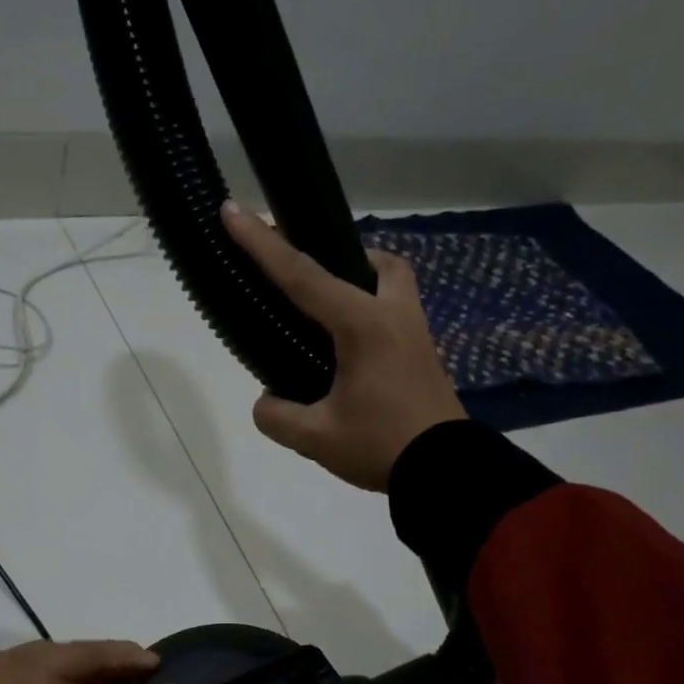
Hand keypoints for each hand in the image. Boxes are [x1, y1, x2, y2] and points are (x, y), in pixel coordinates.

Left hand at [0, 641, 174, 683]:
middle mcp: (33, 675)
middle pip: (88, 658)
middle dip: (121, 657)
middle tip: (149, 656)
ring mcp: (3, 664)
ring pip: (58, 649)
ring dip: (85, 652)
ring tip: (100, 656)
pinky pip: (31, 655)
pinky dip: (52, 658)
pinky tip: (44, 668)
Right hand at [224, 201, 464, 490]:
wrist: (449, 473)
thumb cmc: (381, 446)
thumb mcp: (316, 438)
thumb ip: (277, 415)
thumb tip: (267, 401)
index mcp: (363, 326)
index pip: (302, 276)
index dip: (262, 243)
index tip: (234, 210)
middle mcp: (394, 318)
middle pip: (376, 262)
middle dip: (343, 257)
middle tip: (314, 279)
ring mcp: (417, 336)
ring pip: (395, 285)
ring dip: (364, 285)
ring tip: (331, 318)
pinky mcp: (426, 357)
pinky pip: (398, 316)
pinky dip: (373, 316)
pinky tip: (352, 353)